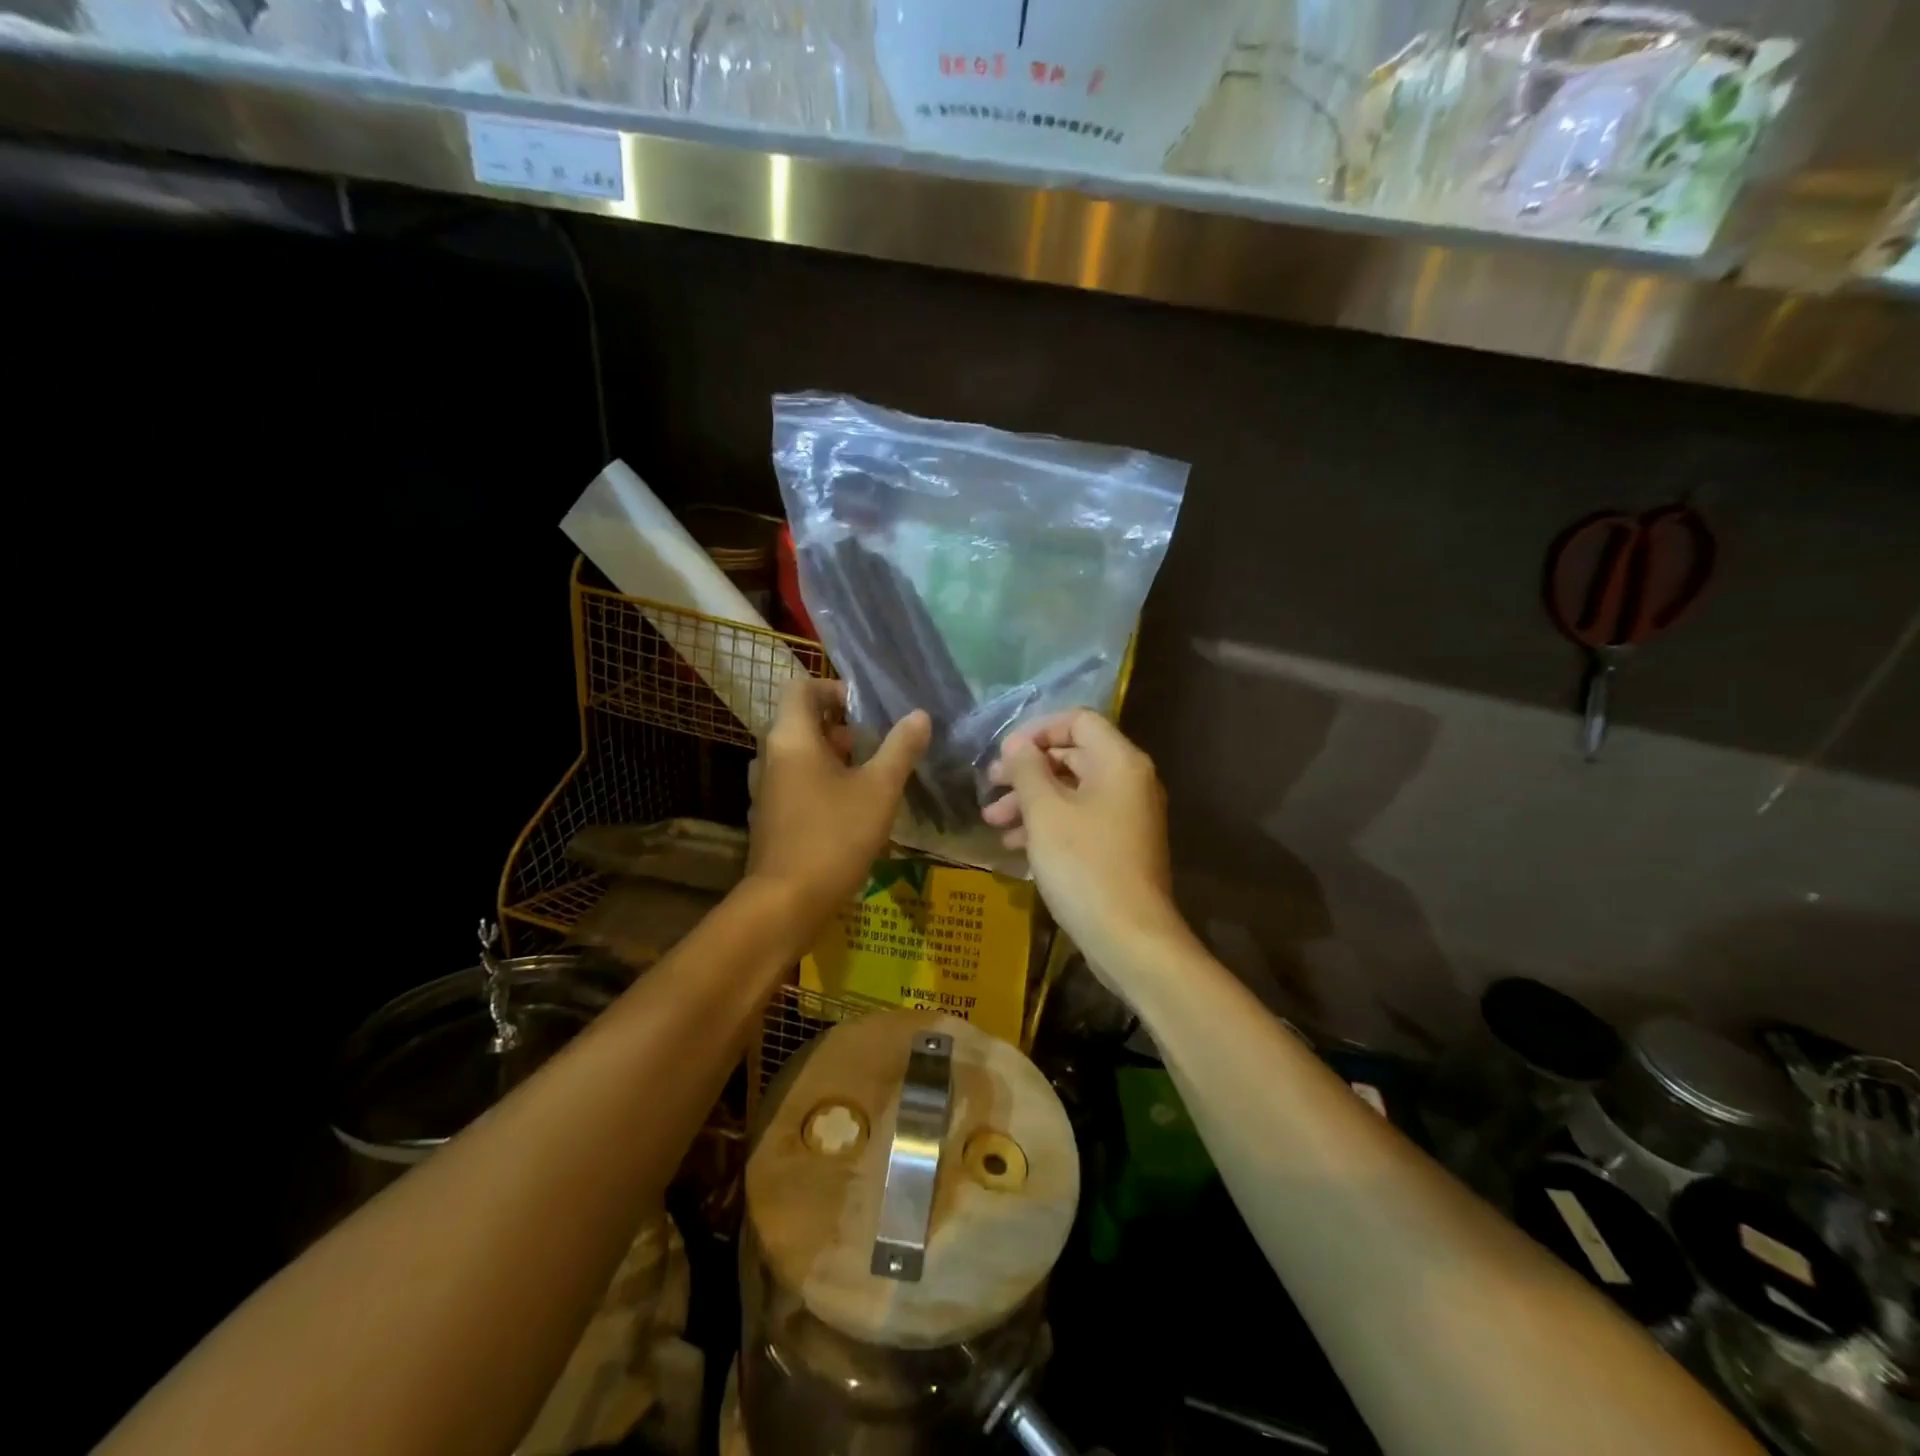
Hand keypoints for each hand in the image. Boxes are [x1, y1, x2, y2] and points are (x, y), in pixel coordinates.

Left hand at [750, 679, 930, 922]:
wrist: (786, 902)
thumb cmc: (834, 836)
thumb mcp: (879, 789)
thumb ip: (900, 748)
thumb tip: (919, 715)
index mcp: (790, 737)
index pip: (802, 688)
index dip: (834, 689)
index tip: (866, 709)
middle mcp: (770, 756)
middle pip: (802, 722)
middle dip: (842, 727)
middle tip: (878, 744)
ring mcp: (766, 789)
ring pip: (801, 755)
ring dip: (834, 757)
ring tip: (872, 775)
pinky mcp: (770, 817)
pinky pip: (796, 783)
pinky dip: (822, 782)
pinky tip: (852, 808)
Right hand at [982, 710, 1185, 965]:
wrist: (1129, 937)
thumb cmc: (1083, 864)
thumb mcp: (1045, 812)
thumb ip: (1027, 770)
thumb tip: (1016, 744)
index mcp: (1119, 762)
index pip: (1078, 720)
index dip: (1037, 730)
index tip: (1004, 753)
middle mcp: (1129, 781)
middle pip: (1073, 756)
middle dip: (1027, 771)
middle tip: (989, 786)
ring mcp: (1127, 816)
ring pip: (1072, 792)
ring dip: (1030, 801)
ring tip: (992, 822)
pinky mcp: (1119, 847)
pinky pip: (1080, 821)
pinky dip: (1049, 825)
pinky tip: (1015, 846)